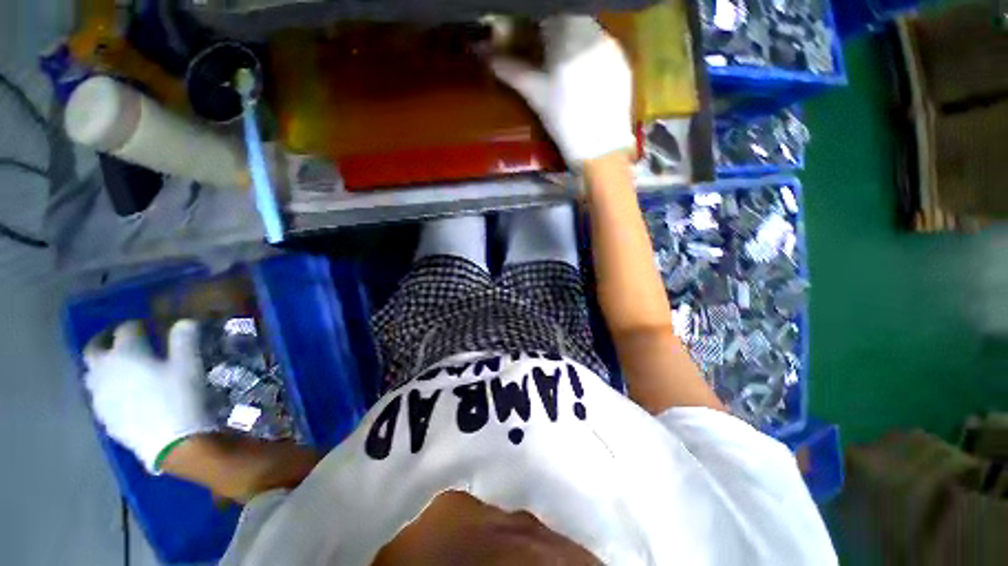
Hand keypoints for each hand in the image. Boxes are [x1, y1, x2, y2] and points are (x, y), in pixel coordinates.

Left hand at [84, 320, 215, 473]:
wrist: (170, 441)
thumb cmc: (180, 396)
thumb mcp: (190, 364)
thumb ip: (184, 339)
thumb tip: (184, 321)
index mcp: (126, 352)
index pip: (126, 329)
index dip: (138, 325)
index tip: (149, 327)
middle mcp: (104, 368)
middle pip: (94, 347)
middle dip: (105, 339)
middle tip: (118, 338)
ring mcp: (99, 394)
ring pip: (91, 372)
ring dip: (101, 364)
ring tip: (118, 367)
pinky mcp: (102, 414)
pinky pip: (98, 394)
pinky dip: (106, 387)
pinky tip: (121, 393)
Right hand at [489, 16, 634, 164]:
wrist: (600, 148)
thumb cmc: (564, 121)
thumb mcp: (536, 96)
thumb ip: (512, 71)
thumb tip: (487, 57)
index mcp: (569, 35)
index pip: (549, 14)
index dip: (536, 23)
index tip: (530, 37)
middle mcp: (595, 33)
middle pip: (571, 19)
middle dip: (556, 30)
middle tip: (547, 53)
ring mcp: (613, 48)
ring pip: (589, 32)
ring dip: (575, 41)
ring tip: (567, 68)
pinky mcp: (624, 64)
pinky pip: (604, 48)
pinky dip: (591, 54)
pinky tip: (586, 77)